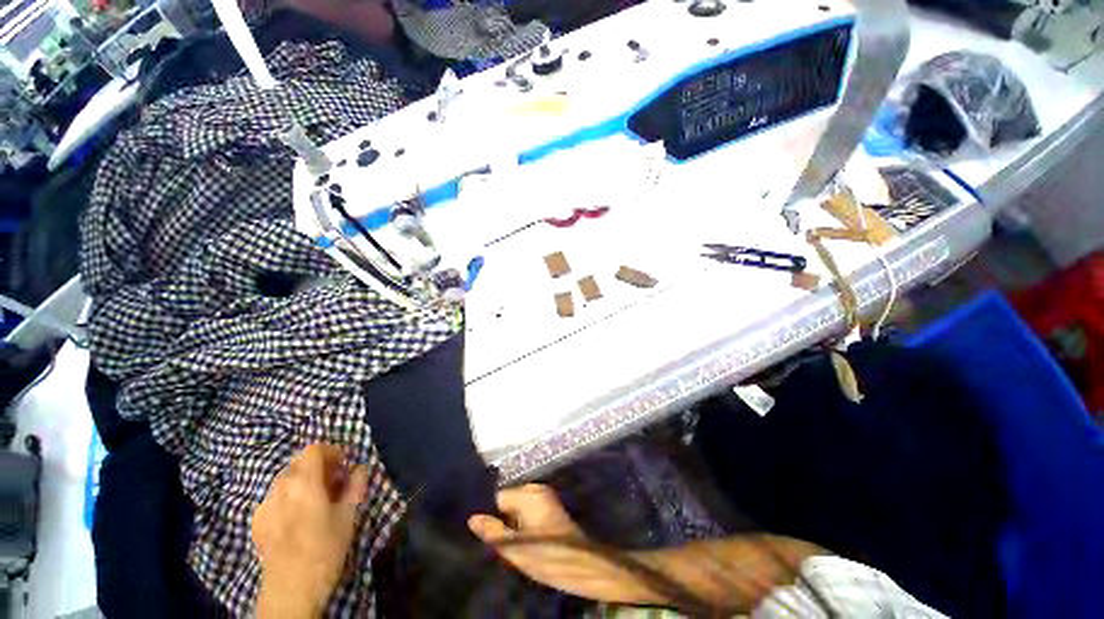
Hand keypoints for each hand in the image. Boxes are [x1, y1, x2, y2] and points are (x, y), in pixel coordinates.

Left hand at [252, 444, 369, 617]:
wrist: (291, 590)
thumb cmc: (325, 549)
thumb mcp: (348, 516)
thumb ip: (356, 486)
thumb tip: (361, 468)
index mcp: (304, 482)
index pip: (314, 450)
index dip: (332, 452)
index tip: (344, 466)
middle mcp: (280, 488)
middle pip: (299, 463)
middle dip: (319, 467)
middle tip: (335, 484)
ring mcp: (264, 505)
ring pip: (286, 480)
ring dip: (304, 482)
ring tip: (317, 502)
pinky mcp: (257, 522)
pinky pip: (275, 498)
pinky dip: (289, 498)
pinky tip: (298, 518)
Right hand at [467, 484, 659, 605]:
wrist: (581, 563)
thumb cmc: (547, 555)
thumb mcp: (516, 548)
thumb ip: (493, 531)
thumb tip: (472, 518)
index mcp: (528, 493)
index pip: (498, 497)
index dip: (491, 516)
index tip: (488, 534)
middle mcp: (536, 488)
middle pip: (508, 500)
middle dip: (502, 519)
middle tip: (504, 542)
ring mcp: (545, 495)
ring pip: (517, 506)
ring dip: (513, 522)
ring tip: (514, 543)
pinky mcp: (550, 505)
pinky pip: (528, 509)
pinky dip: (523, 521)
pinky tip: (525, 539)